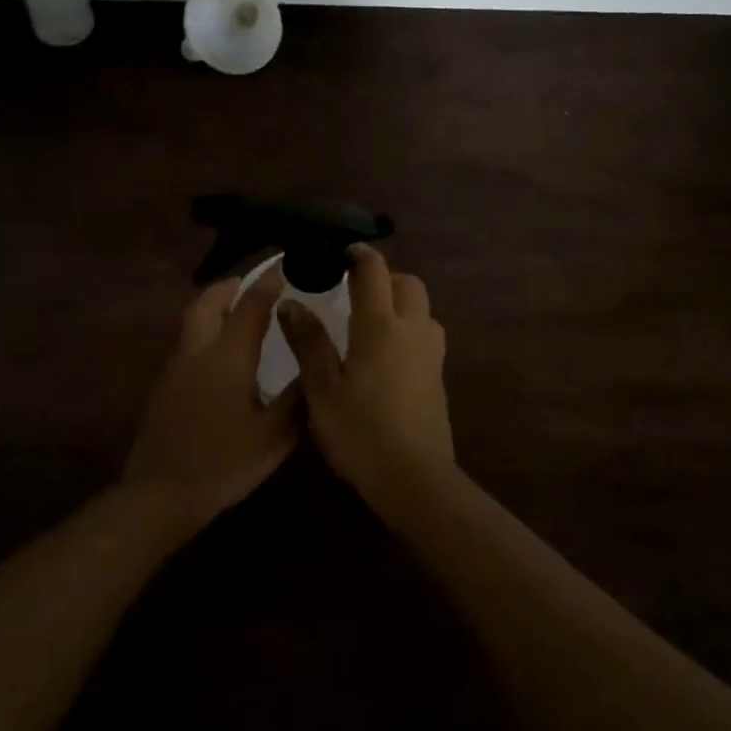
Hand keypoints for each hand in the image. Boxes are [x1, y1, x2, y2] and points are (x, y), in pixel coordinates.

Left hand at [124, 268, 300, 529]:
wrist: (160, 494)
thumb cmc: (223, 462)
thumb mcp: (273, 437)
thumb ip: (297, 401)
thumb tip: (317, 372)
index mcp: (228, 356)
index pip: (250, 306)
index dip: (268, 284)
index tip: (284, 267)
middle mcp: (198, 351)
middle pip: (208, 302)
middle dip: (230, 286)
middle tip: (252, 284)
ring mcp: (176, 368)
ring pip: (194, 321)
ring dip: (215, 307)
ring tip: (240, 313)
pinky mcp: (165, 387)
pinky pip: (189, 343)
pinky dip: (207, 332)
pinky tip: (222, 356)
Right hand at [277, 245, 452, 507]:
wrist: (415, 479)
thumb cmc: (361, 432)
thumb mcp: (322, 389)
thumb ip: (308, 342)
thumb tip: (291, 303)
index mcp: (380, 326)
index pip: (374, 271)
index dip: (358, 254)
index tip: (340, 251)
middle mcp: (412, 330)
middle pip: (408, 283)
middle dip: (384, 277)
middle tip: (354, 291)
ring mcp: (431, 354)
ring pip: (422, 309)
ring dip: (401, 303)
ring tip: (370, 322)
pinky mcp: (439, 376)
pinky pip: (426, 334)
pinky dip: (409, 328)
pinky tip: (386, 355)